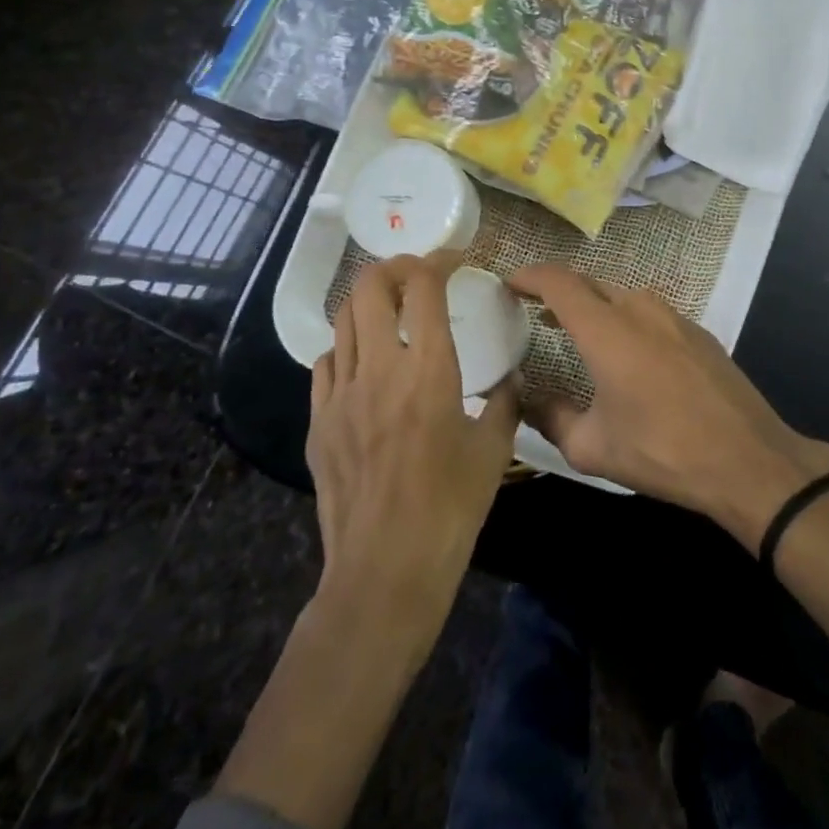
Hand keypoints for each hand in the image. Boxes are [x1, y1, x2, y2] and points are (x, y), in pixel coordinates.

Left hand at [308, 252, 518, 639]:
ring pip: (343, 319)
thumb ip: (504, 403)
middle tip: (416, 275)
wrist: (385, 569)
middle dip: (394, 267)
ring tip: (390, 309)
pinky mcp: (319, 421)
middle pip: (371, 288)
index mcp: (429, 368)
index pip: (424, 287)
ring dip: (369, 302)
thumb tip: (510, 381)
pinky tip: (363, 363)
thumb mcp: (493, 451)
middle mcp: (380, 367)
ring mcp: (341, 393)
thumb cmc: (451, 507)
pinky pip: (326, 363)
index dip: (438, 260)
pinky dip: (346, 346)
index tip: (453, 259)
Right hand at [508, 264, 828, 547]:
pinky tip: (626, 352)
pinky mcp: (698, 331)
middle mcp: (639, 308)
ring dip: (594, 306)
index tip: (509, 282)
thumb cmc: (662, 450)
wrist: (747, 458)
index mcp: (606, 328)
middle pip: (589, 283)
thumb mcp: (593, 447)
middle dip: (558, 290)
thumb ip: (551, 418)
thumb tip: (527, 400)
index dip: (529, 276)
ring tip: (576, 331)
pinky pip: (650, 313)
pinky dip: (625, 320)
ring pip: (621, 296)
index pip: (558, 282)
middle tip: (534, 309)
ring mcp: (674, 316)